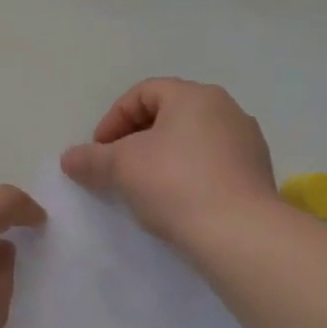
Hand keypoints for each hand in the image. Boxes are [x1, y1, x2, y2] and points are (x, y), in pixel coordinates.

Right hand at [61, 78, 276, 247]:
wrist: (240, 234)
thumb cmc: (175, 184)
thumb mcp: (121, 167)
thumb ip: (91, 159)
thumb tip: (68, 158)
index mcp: (195, 96)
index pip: (143, 93)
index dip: (113, 119)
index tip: (99, 151)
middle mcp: (226, 110)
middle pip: (169, 114)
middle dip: (136, 138)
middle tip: (116, 167)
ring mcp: (247, 143)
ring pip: (192, 140)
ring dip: (162, 157)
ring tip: (144, 188)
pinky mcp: (257, 175)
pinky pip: (212, 165)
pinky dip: (188, 175)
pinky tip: (176, 202)